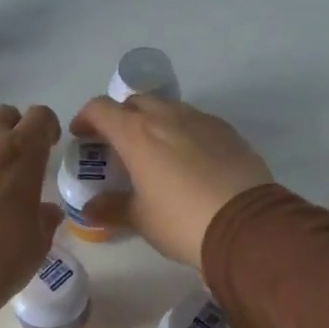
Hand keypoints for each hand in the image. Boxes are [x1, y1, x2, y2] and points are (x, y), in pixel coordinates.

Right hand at [69, 95, 272, 267]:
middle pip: (135, 102)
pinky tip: (187, 159)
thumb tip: (89, 209)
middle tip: (117, 145)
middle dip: (121, 118)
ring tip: (153, 152)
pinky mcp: (227, 131)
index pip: (101, 108)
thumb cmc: (182, 221)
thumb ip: (111, 208)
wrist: (246, 225)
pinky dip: (182, 131)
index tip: (82, 136)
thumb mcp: (141, 219)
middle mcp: (167, 116)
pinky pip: (195, 121)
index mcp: (137, 133)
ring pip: (168, 109)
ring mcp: (201, 120)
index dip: (86, 118)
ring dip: (153, 122)